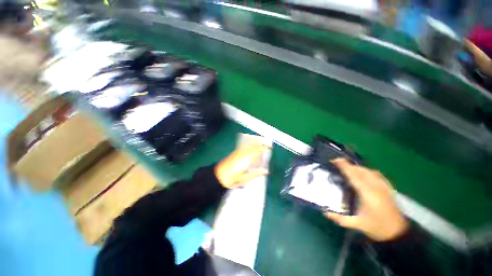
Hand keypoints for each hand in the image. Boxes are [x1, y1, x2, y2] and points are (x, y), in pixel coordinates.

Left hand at [215, 143, 269, 188]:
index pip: (257, 151)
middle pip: (253, 145)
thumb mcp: (244, 179)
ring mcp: (238, 152)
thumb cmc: (232, 179)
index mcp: (246, 159)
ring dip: (255, 142)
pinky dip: (249, 144)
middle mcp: (242, 153)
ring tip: (261, 141)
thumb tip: (266, 171)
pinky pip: (244, 146)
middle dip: (260, 142)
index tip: (270, 147)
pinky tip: (251, 145)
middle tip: (267, 141)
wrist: (218, 176)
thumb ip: (256, 174)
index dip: (264, 148)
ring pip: (248, 145)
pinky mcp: (234, 153)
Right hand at [324, 159, 408, 241]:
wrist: (398, 233)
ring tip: (347, 167)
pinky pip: (376, 174)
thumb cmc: (376, 227)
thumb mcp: (357, 225)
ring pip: (368, 171)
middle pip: (360, 171)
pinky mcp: (388, 188)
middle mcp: (375, 187)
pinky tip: (363, 172)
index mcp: (367, 194)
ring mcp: (383, 187)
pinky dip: (367, 170)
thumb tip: (325, 213)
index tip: (335, 160)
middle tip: (337, 163)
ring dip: (356, 167)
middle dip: (348, 165)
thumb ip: (340, 219)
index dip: (344, 167)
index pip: (354, 176)